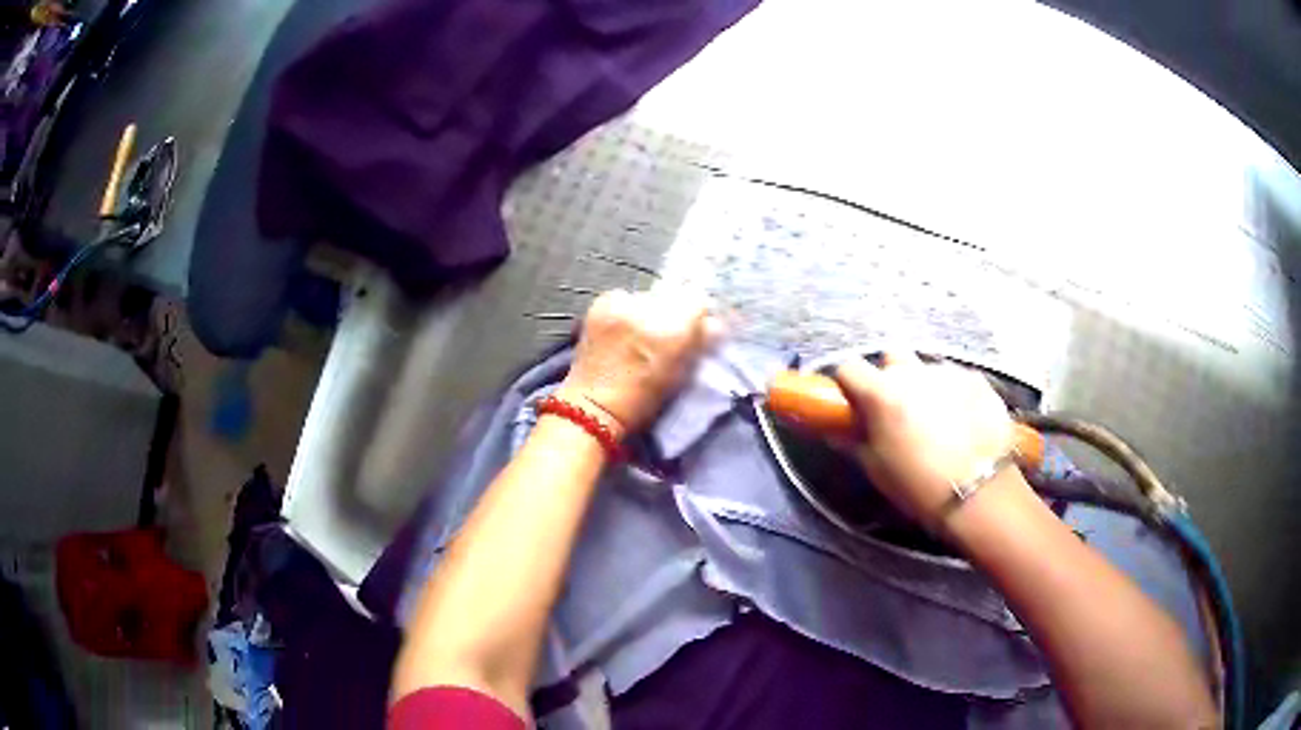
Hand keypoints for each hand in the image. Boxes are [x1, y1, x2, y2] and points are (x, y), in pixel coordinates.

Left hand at [560, 290, 714, 437]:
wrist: (594, 405)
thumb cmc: (644, 399)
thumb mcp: (683, 373)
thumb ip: (701, 342)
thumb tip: (714, 323)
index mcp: (675, 331)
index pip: (698, 300)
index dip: (696, 314)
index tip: (691, 327)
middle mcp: (650, 310)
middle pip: (673, 294)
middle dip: (671, 311)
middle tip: (662, 335)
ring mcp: (623, 304)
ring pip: (647, 296)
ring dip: (646, 310)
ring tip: (636, 334)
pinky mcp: (601, 303)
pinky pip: (623, 297)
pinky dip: (624, 309)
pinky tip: (618, 330)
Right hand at [833, 353, 1022, 528]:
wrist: (979, 492)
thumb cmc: (918, 485)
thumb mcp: (878, 469)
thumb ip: (856, 442)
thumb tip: (840, 432)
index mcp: (882, 393)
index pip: (849, 367)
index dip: (849, 384)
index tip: (853, 402)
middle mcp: (913, 373)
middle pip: (892, 357)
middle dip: (890, 377)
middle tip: (897, 408)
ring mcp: (949, 372)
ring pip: (927, 368)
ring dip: (924, 386)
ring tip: (935, 418)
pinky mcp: (978, 380)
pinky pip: (957, 379)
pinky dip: (954, 394)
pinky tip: (963, 421)